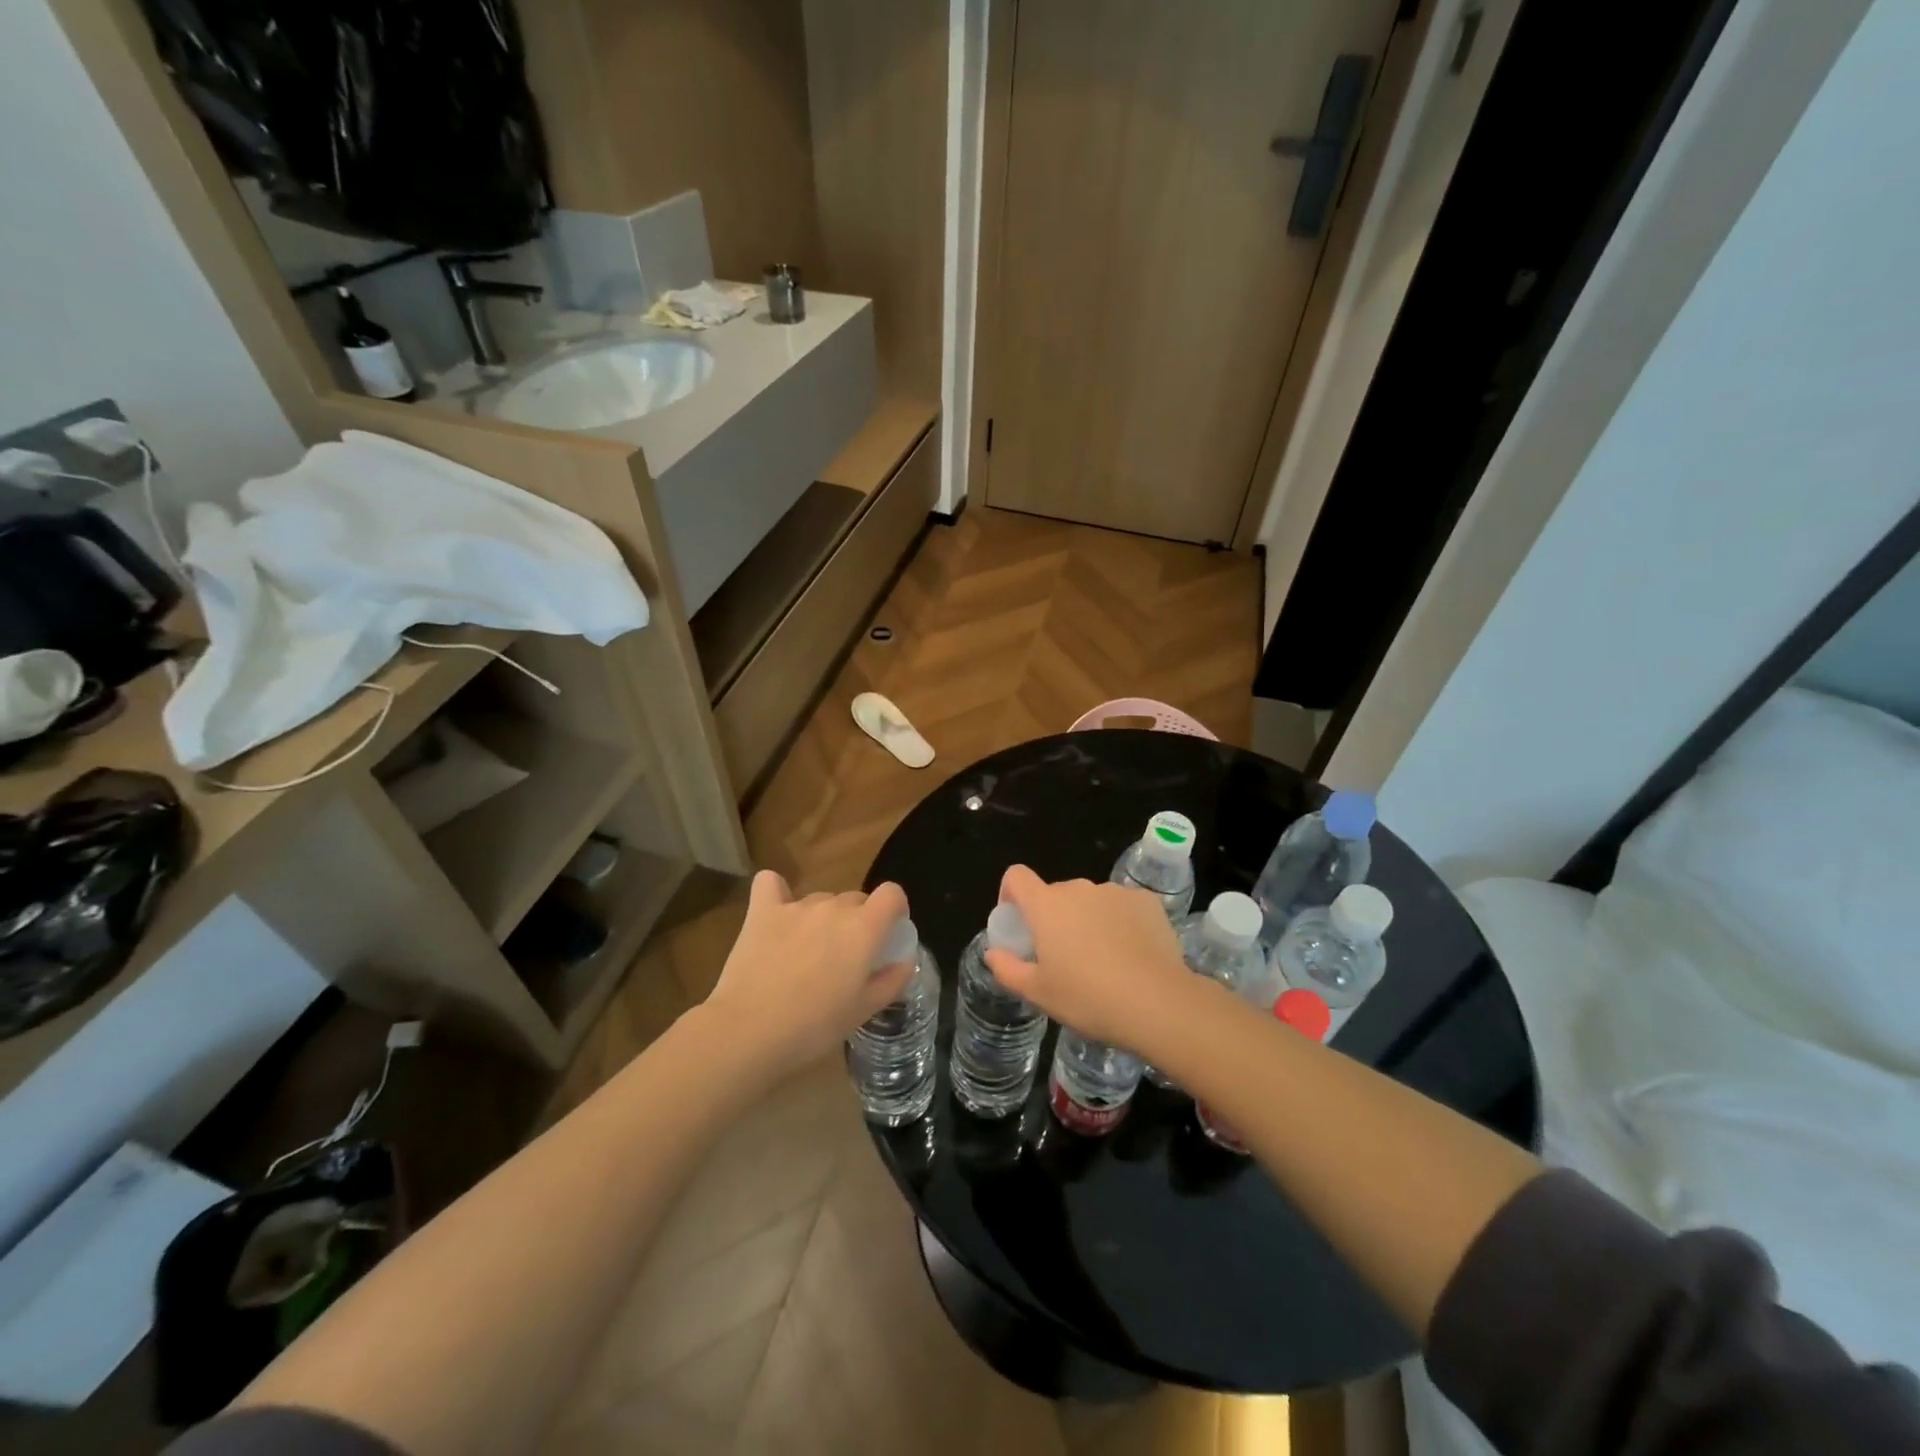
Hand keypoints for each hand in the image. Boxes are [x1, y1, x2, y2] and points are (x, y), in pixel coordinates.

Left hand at [702, 870, 913, 1075]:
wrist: (750, 1031)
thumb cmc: (814, 1026)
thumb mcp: (864, 1011)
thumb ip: (891, 980)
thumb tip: (904, 961)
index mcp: (864, 928)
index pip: (892, 894)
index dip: (894, 908)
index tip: (889, 930)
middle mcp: (834, 908)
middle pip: (855, 900)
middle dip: (857, 921)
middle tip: (844, 958)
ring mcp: (796, 906)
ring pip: (820, 900)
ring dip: (822, 918)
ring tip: (807, 953)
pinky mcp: (762, 911)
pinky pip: (771, 883)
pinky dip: (777, 892)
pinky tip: (777, 911)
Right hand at [984, 864, 1195, 1056]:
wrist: (1157, 1003)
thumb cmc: (1088, 998)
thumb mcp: (1038, 993)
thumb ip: (1007, 969)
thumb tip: (993, 954)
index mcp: (1047, 905)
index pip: (1017, 877)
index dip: (1010, 894)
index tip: (1018, 924)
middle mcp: (1079, 889)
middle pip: (1055, 894)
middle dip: (1053, 919)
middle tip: (1062, 958)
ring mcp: (1115, 892)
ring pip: (1090, 902)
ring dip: (1087, 921)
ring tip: (1102, 961)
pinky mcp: (1146, 901)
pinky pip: (1122, 907)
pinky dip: (1120, 923)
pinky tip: (1131, 955)